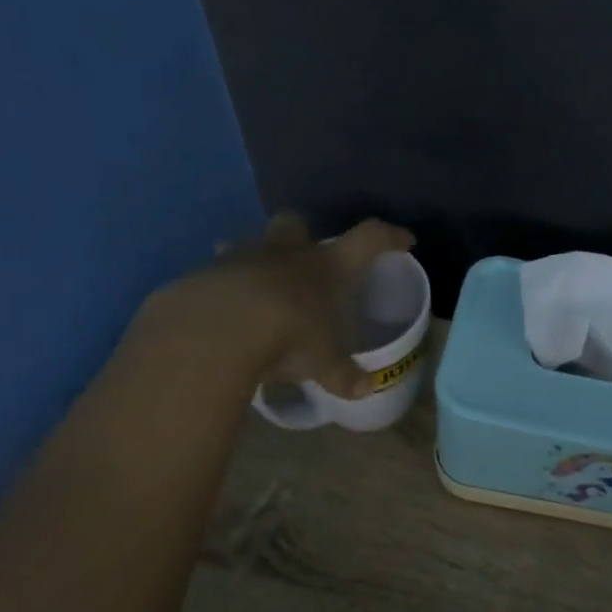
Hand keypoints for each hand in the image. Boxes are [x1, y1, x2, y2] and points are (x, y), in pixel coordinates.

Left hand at [135, 211, 415, 397]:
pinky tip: (227, 309)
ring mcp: (244, 257)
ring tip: (260, 287)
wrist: (218, 329)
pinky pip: (219, 270)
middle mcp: (288, 252)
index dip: (389, 237)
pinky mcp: (207, 272)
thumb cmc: (289, 337)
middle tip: (307, 259)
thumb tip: (364, 389)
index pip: (368, 239)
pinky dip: (226, 284)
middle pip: (297, 222)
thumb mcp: (323, 364)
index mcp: (327, 266)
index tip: (404, 240)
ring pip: (252, 242)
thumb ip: (343, 374)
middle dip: (303, 234)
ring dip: (258, 258)